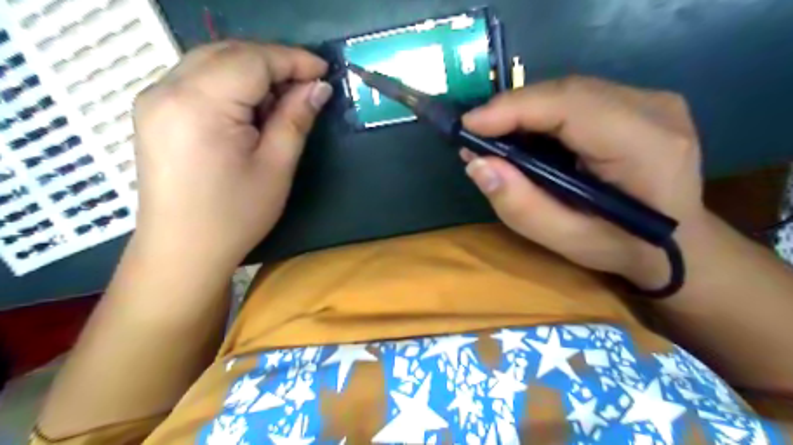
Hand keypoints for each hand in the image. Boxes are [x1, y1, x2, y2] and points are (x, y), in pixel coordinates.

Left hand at [135, 41, 332, 269]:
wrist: (182, 251)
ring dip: (253, 71)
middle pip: (229, 53)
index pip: (251, 60)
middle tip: (307, 85)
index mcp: (199, 104)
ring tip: (283, 98)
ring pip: (212, 62)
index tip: (324, 71)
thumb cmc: (235, 215)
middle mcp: (167, 89)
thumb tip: (319, 88)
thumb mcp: (275, 168)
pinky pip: (198, 79)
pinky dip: (231, 83)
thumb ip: (295, 119)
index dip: (292, 60)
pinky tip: (251, 107)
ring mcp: (154, 98)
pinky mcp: (154, 111)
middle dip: (273, 61)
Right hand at [462, 76, 709, 288]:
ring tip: (494, 135)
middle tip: (476, 134)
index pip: (570, 106)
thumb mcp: (565, 240)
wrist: (679, 245)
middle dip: (512, 110)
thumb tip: (477, 164)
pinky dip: (543, 113)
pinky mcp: (642, 102)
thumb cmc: (622, 247)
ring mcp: (652, 100)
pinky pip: (579, 98)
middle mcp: (655, 110)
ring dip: (525, 111)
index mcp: (646, 146)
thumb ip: (520, 205)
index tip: (468, 126)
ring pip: (570, 91)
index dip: (513, 109)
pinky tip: (525, 133)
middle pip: (567, 92)